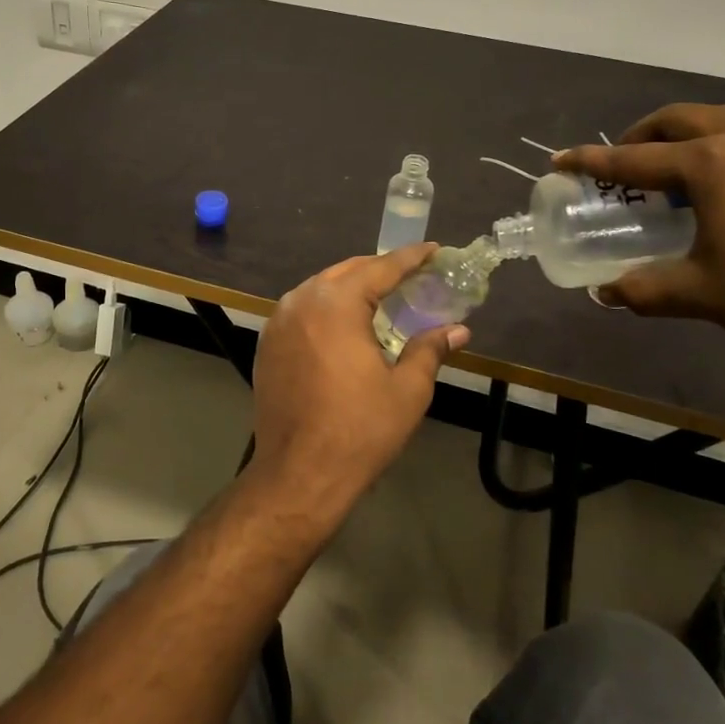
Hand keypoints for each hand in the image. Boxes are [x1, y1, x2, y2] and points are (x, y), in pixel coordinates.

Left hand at [251, 245, 468, 502]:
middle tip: (411, 274)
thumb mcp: (407, 390)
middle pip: (346, 272)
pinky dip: (326, 308)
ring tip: (380, 296)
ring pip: (319, 289)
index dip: (410, 258)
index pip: (380, 268)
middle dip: (379, 269)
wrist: (298, 473)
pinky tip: (344, 325)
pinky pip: (301, 311)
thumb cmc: (359, 431)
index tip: (433, 249)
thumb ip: (429, 350)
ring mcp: (278, 322)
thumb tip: (457, 330)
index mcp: (336, 304)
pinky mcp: (267, 345)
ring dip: (350, 287)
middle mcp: (301, 302)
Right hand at [554, 104, 724, 358]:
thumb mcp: (700, 293)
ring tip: (678, 168)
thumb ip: (643, 289)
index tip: (560, 159)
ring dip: (686, 134)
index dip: (591, 161)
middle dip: (640, 137)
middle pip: (675, 120)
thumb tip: (606, 292)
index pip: (632, 158)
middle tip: (624, 164)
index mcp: (710, 163)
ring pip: (719, 116)